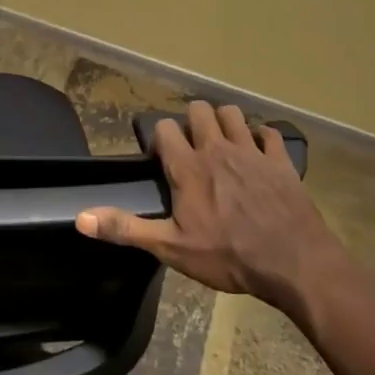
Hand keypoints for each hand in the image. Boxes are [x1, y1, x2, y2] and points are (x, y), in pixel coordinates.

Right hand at [75, 101, 350, 317]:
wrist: (293, 263)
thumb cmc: (228, 256)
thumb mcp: (171, 248)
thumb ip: (126, 229)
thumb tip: (81, 218)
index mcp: (188, 167)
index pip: (164, 129)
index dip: (160, 138)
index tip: (162, 158)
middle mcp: (217, 149)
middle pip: (199, 111)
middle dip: (192, 121)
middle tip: (192, 145)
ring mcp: (251, 151)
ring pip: (233, 113)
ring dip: (225, 121)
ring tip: (222, 141)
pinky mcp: (280, 161)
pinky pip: (269, 134)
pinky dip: (262, 137)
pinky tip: (259, 151)